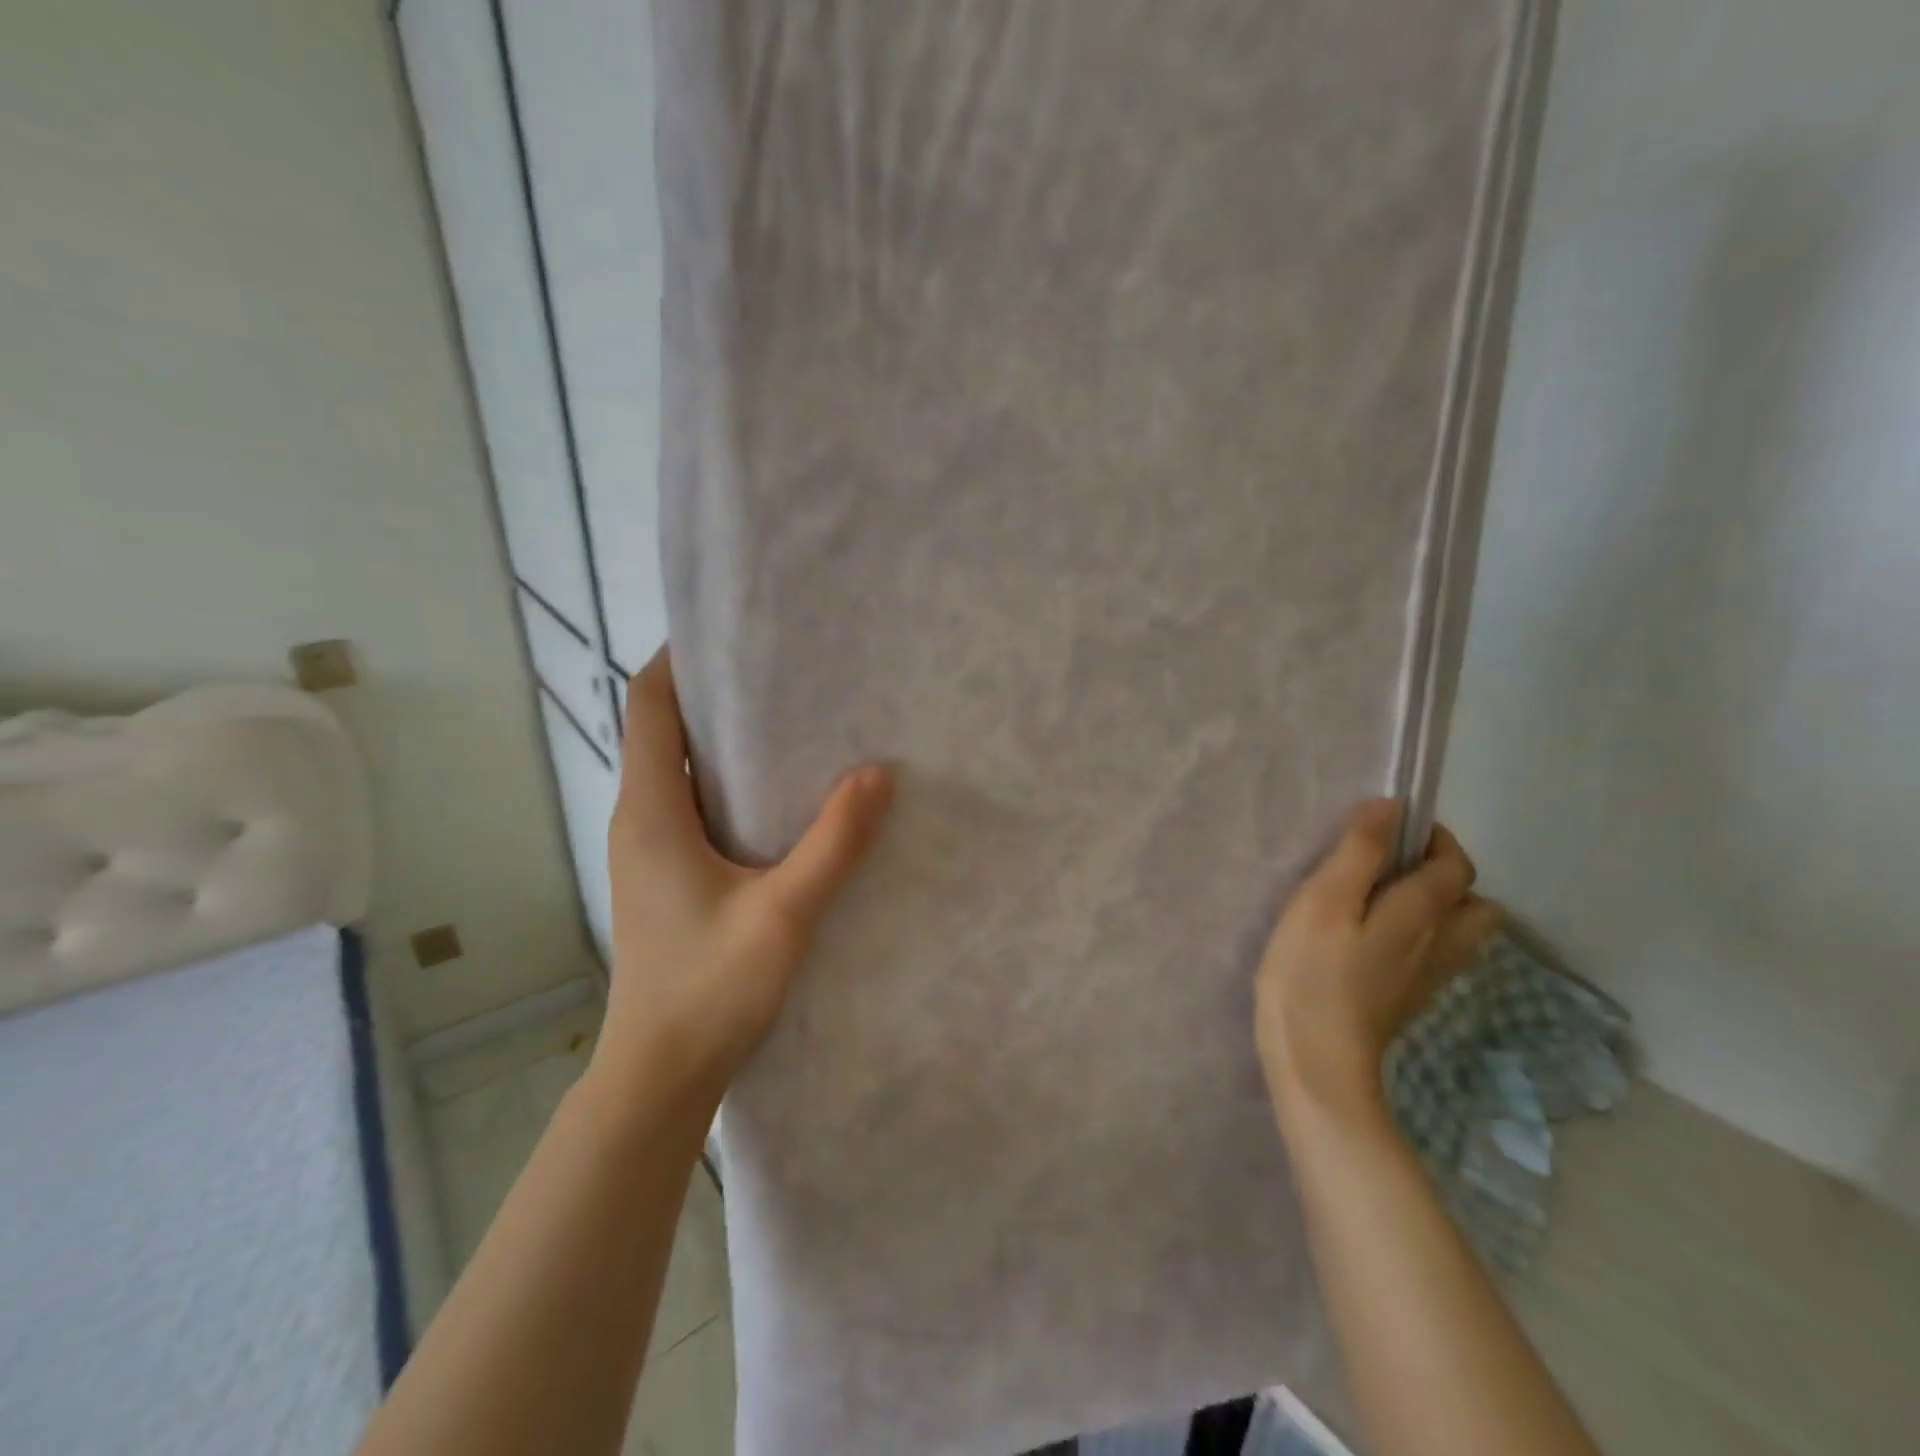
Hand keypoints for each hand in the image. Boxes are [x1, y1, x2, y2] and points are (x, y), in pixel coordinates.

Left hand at [592, 649, 894, 1105]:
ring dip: (725, 742)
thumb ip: (834, 842)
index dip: (679, 660)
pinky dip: (730, 784)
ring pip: (681, 771)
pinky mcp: (669, 876)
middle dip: (716, 695)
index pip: (648, 706)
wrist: (661, 1075)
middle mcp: (641, 818)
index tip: (733, 634)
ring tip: (795, 721)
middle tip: (786, 672)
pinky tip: (784, 795)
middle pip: (665, 731)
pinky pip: (694, 807)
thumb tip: (878, 772)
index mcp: (650, 810)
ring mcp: (651, 850)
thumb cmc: (710, 988)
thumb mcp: (784, 913)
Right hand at [1255, 799, 1501, 1126]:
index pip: (1455, 865)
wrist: (1315, 1059)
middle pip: (1474, 904)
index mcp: (1424, 912)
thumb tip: (1391, 806)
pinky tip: (1375, 939)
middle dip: (1446, 877)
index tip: (1393, 828)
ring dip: (1437, 909)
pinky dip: (1420, 938)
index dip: (1434, 839)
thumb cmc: (1312, 971)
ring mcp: (1427, 978)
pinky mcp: (1406, 1000)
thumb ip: (1359, 851)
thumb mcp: (1324, 900)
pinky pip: (1434, 957)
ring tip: (1385, 899)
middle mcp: (1440, 944)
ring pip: (1459, 934)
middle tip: (1393, 867)